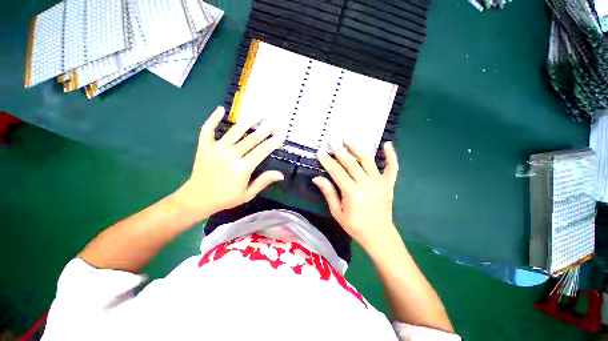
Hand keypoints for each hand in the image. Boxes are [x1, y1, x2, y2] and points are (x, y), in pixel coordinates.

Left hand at [174, 106, 284, 221]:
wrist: (197, 199)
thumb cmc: (225, 198)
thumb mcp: (248, 194)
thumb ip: (263, 181)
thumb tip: (281, 174)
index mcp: (242, 168)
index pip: (262, 151)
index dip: (273, 142)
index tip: (282, 134)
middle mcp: (230, 155)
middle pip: (251, 138)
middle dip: (265, 129)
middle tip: (275, 120)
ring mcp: (216, 149)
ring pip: (234, 131)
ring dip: (248, 121)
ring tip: (259, 113)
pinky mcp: (204, 147)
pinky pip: (208, 129)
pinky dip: (213, 119)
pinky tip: (221, 109)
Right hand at [313, 142, 399, 253]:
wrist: (379, 235)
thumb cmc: (355, 226)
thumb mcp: (337, 212)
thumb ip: (329, 193)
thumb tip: (317, 178)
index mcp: (352, 193)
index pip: (337, 171)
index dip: (328, 161)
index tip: (321, 152)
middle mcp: (366, 184)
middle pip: (351, 163)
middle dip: (340, 151)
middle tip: (332, 141)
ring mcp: (380, 183)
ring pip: (368, 160)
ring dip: (358, 148)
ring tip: (349, 139)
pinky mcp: (389, 184)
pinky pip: (392, 167)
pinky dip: (391, 155)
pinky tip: (387, 144)